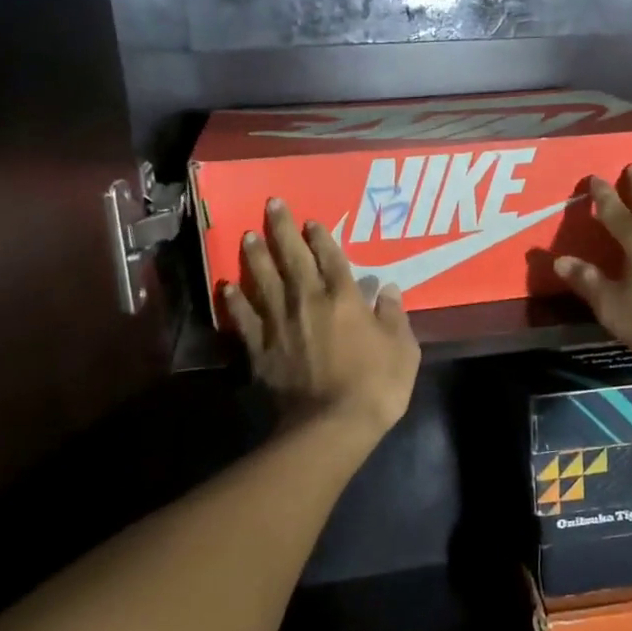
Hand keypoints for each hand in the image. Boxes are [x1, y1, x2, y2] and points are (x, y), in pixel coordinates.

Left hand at [224, 198, 420, 437]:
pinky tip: (228, 286)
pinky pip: (245, 318)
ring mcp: (280, 323)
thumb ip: (394, 316)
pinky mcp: (260, 348)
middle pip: (293, 258)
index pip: (331, 258)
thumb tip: (386, 289)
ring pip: (264, 281)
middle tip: (271, 205)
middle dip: (282, 230)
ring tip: (247, 236)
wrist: (330, 424)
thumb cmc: (376, 386)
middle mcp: (308, 301)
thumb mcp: (403, 349)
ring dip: (256, 257)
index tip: (310, 220)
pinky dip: (235, 301)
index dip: (321, 237)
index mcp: (345, 298)